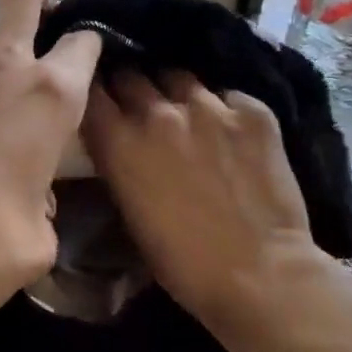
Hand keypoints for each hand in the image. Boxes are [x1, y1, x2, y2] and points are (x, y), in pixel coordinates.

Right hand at [82, 69, 332, 347]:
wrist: (261, 276)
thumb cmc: (183, 263)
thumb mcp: (129, 211)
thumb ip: (118, 163)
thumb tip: (118, 142)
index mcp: (119, 141)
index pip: (90, 90)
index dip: (92, 92)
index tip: (96, 99)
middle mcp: (158, 112)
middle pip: (131, 75)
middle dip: (130, 89)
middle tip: (139, 108)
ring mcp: (209, 107)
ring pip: (178, 77)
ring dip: (175, 94)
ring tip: (186, 115)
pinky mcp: (252, 111)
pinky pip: (227, 96)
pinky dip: (223, 110)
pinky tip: (231, 135)